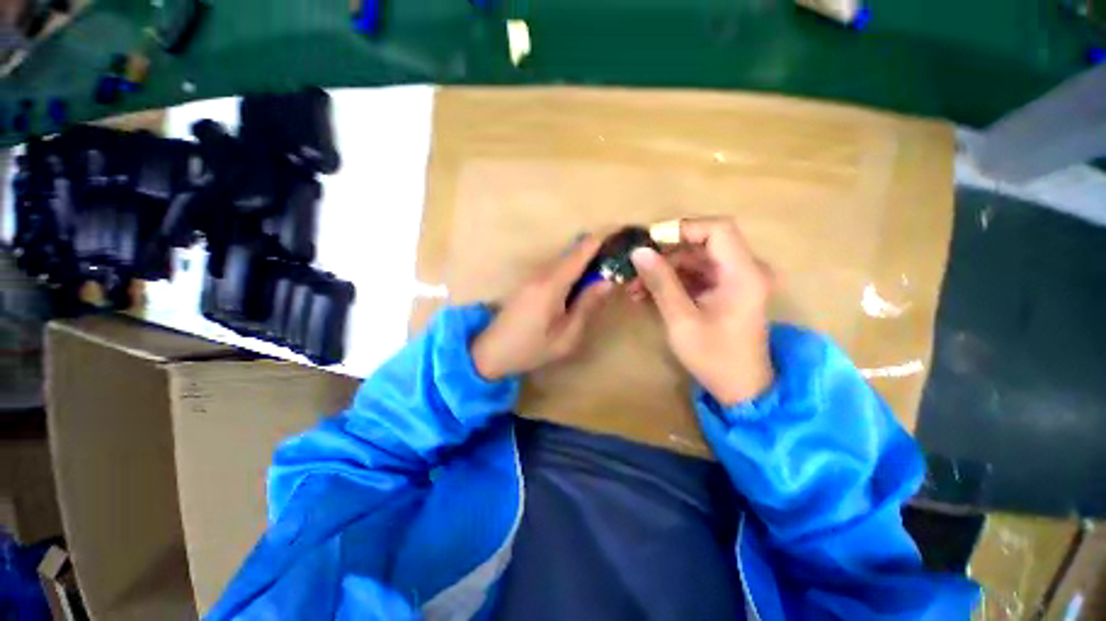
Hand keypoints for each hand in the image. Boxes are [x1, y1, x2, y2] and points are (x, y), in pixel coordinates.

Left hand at [471, 236, 612, 379]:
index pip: (580, 253)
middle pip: (573, 254)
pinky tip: (582, 282)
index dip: (600, 242)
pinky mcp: (528, 282)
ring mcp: (532, 276)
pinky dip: (572, 271)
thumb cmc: (530, 349)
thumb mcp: (566, 336)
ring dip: (584, 262)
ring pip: (564, 261)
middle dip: (596, 252)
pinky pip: (555, 269)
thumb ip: (586, 306)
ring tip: (606, 269)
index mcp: (551, 285)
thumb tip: (608, 282)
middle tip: (619, 259)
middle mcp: (541, 273)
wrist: (490, 353)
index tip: (622, 236)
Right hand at [629, 217, 774, 405]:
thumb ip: (661, 282)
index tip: (649, 241)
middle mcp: (745, 269)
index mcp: (743, 274)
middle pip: (702, 244)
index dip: (682, 228)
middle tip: (635, 267)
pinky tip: (648, 293)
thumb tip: (639, 252)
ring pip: (696, 259)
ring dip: (665, 269)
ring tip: (635, 285)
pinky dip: (673, 280)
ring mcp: (736, 280)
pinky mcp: (726, 289)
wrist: (741, 387)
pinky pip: (697, 275)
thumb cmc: (714, 357)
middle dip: (665, 254)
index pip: (717, 229)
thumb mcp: (681, 320)